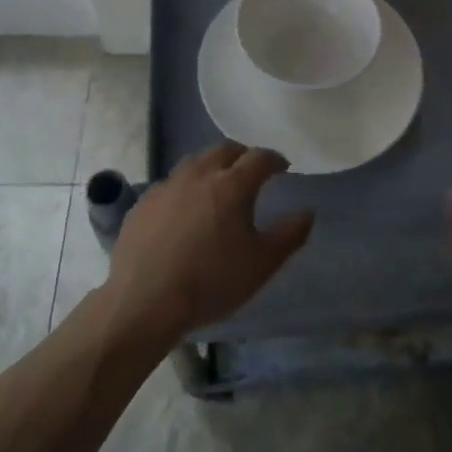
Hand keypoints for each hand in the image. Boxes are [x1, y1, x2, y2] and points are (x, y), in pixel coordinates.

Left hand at [102, 142, 312, 344]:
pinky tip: (183, 210)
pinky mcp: (144, 203)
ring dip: (211, 166)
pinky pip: (170, 185)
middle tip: (251, 171)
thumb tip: (308, 212)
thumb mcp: (261, 264)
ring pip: (194, 162)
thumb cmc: (211, 282)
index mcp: (232, 185)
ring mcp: (167, 186)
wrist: (145, 301)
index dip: (274, 159)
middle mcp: (199, 175)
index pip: (259, 157)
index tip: (282, 167)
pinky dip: (184, 188)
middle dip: (242, 156)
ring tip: (217, 185)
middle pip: (224, 150)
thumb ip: (289, 235)